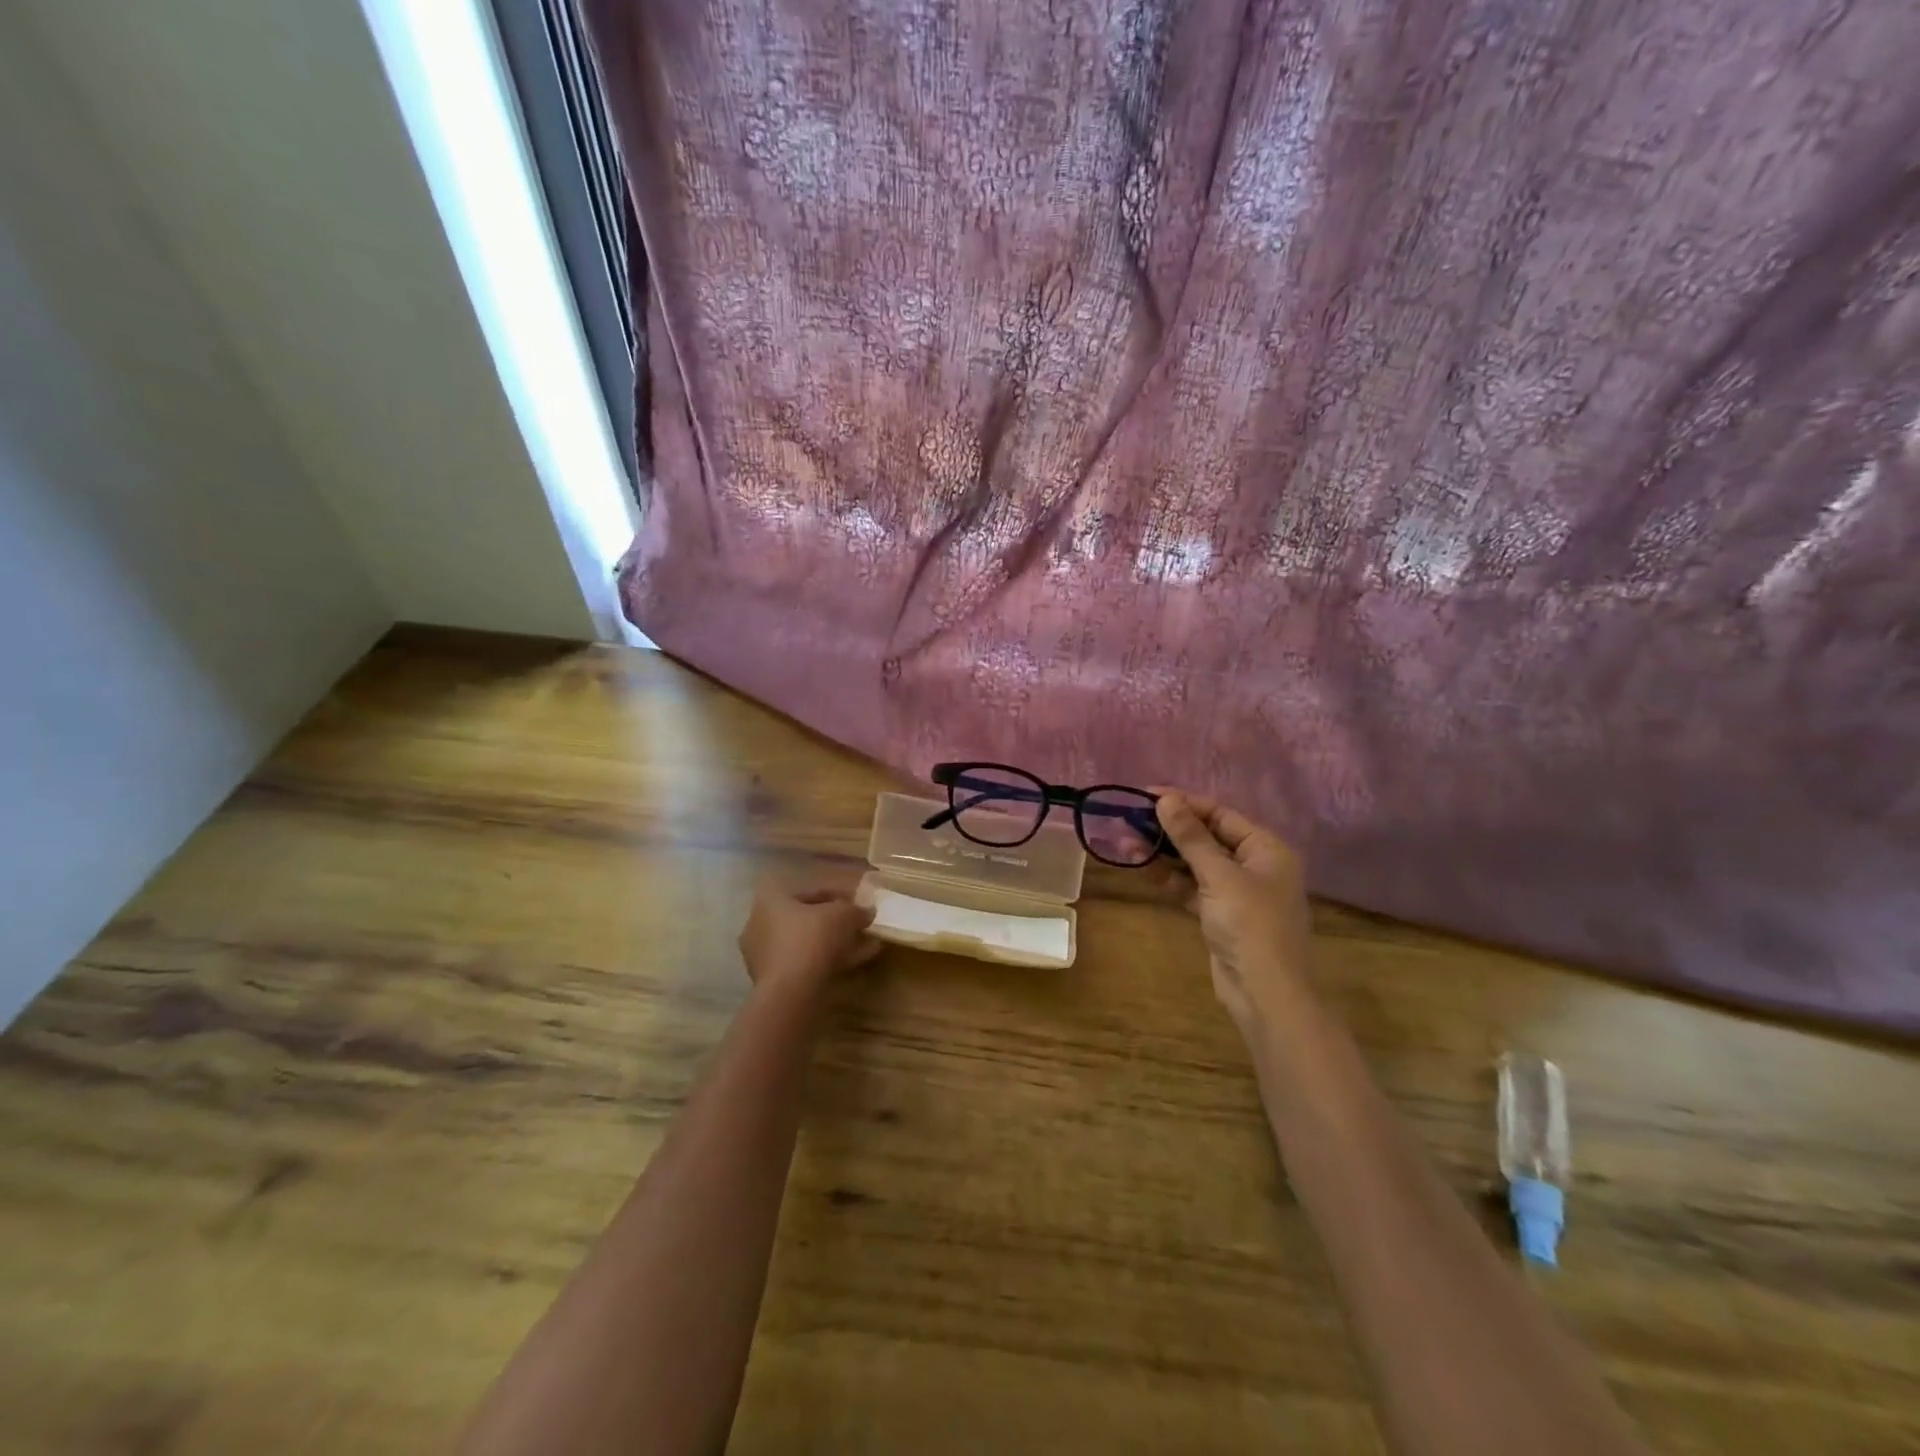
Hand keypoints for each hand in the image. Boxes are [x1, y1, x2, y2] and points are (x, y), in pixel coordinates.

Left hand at [738, 879, 879, 991]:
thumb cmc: (812, 939)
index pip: (811, 892)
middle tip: (860, 927)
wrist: (791, 993)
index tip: (859, 905)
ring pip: (807, 943)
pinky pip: (805, 963)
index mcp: (771, 900)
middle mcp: (761, 924)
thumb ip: (856, 910)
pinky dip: (828, 961)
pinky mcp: (773, 981)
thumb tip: (867, 912)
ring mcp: (764, 955)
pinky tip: (854, 963)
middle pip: (807, 919)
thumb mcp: (843, 916)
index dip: (840, 897)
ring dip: (835, 943)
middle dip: (836, 923)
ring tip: (864, 946)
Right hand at [1153, 792, 1311, 1029]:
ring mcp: (1236, 892)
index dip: (1185, 803)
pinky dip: (1168, 877)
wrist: (1264, 993)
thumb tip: (1166, 799)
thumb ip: (1191, 837)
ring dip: (1163, 853)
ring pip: (1195, 863)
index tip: (1147, 795)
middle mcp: (1254, 865)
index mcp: (1266, 849)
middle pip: (1207, 837)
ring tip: (1125, 840)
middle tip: (1130, 817)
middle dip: (1169, 828)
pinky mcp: (1219, 915)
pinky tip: (1140, 866)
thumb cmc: (1250, 925)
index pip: (1221, 814)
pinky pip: (1191, 886)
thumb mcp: (1219, 875)